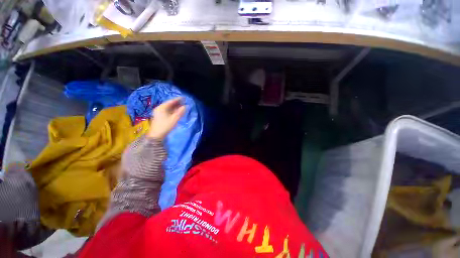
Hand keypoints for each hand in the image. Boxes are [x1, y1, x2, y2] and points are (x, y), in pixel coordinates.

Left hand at [147, 97, 185, 139]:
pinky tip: (177, 111)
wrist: (156, 135)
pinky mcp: (159, 116)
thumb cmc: (165, 126)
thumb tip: (185, 106)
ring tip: (182, 106)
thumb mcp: (174, 119)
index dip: (178, 99)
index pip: (171, 101)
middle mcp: (159, 108)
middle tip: (184, 102)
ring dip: (175, 107)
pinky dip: (172, 110)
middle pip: (169, 104)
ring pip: (168, 108)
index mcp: (162, 108)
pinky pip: (167, 111)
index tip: (184, 98)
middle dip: (177, 103)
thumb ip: (180, 112)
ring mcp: (159, 112)